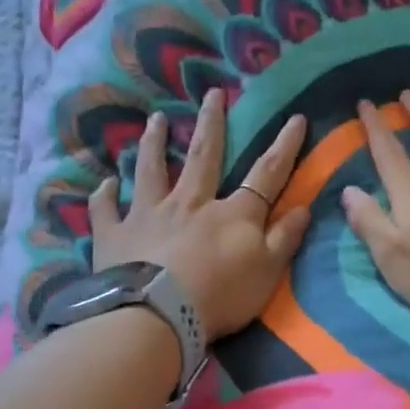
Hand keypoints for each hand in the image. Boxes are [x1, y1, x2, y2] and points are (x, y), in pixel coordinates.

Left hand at [90, 89, 310, 338]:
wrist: (157, 315)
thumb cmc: (219, 296)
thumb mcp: (267, 272)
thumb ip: (285, 238)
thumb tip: (304, 206)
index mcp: (232, 213)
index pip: (266, 173)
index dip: (284, 146)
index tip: (295, 117)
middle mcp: (190, 202)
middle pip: (203, 155)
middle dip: (211, 123)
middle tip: (212, 93)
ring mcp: (148, 214)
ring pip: (151, 169)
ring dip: (153, 142)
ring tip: (155, 118)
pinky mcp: (114, 234)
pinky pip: (106, 209)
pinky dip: (105, 195)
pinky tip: (106, 183)